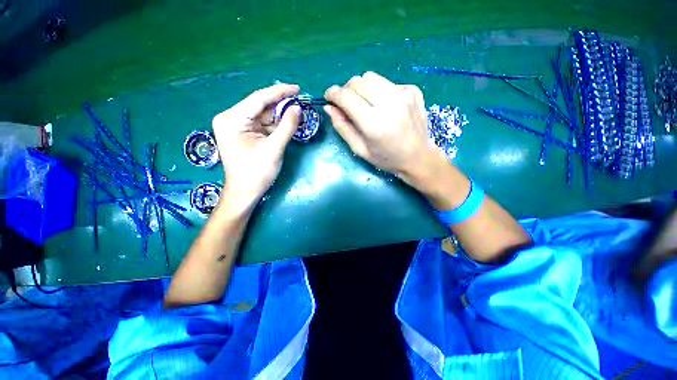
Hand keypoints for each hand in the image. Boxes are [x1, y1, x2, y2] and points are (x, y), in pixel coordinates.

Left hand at [212, 83, 300, 209]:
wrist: (245, 193)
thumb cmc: (256, 173)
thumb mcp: (274, 149)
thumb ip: (287, 127)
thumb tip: (298, 108)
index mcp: (232, 119)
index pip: (258, 99)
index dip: (279, 92)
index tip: (297, 88)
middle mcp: (231, 118)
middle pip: (260, 106)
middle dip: (281, 105)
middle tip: (300, 104)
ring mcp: (236, 125)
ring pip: (263, 115)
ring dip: (280, 116)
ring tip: (297, 115)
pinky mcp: (243, 133)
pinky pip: (262, 124)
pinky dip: (275, 125)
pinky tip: (287, 124)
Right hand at [324, 72, 442, 182]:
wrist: (418, 157)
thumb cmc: (387, 158)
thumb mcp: (360, 149)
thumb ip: (343, 128)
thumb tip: (329, 108)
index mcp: (374, 124)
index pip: (347, 96)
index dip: (333, 94)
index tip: (329, 97)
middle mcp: (390, 104)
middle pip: (358, 81)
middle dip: (347, 91)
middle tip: (348, 105)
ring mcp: (404, 94)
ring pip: (371, 77)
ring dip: (362, 88)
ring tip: (366, 104)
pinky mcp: (413, 90)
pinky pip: (387, 83)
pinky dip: (379, 92)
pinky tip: (385, 107)